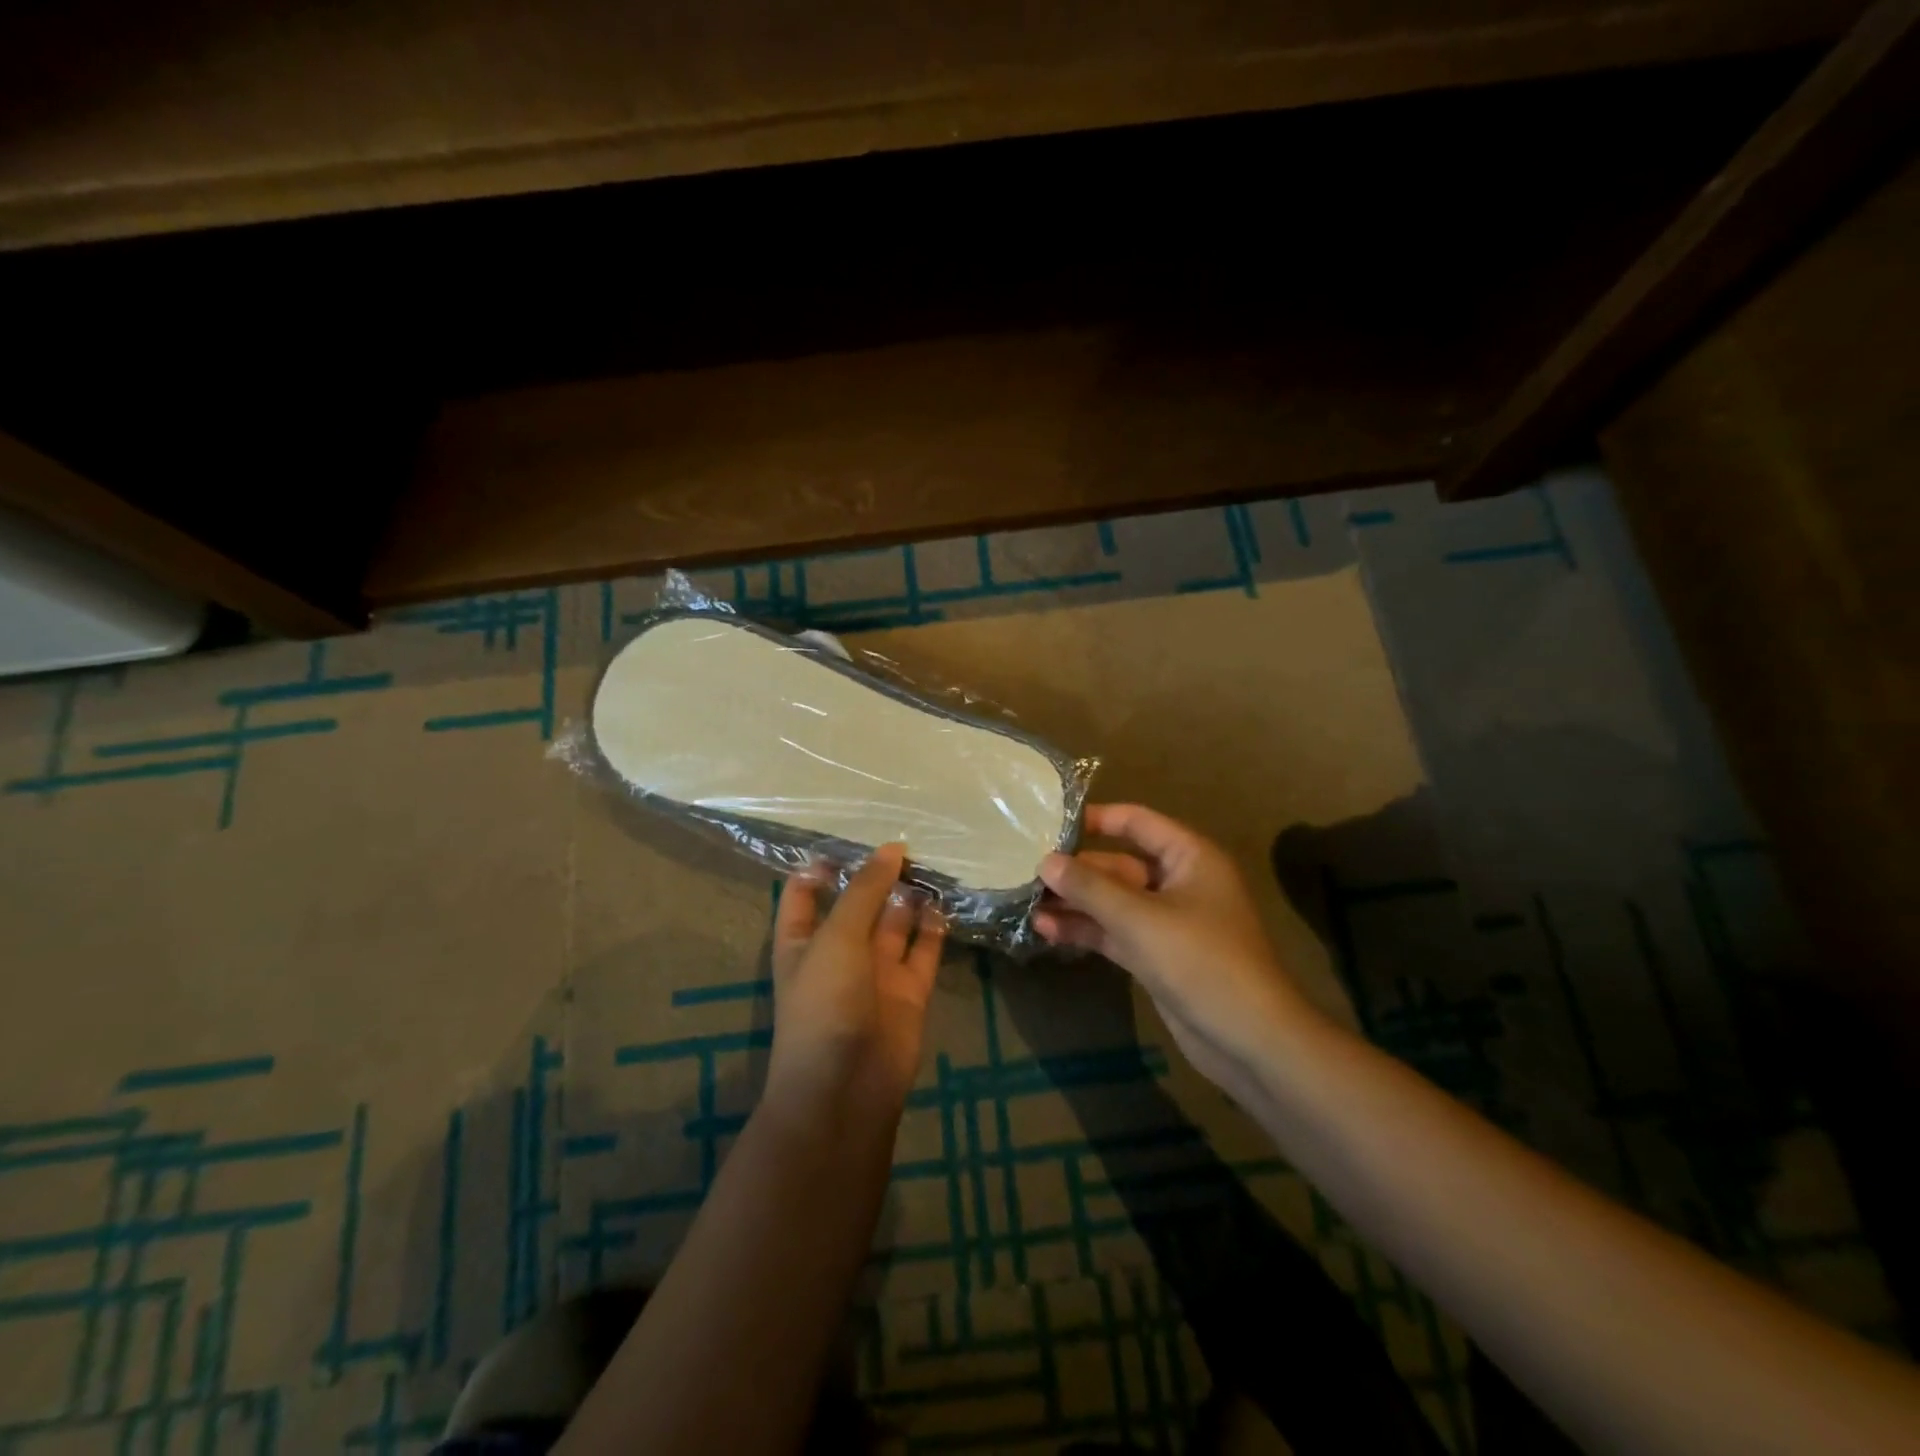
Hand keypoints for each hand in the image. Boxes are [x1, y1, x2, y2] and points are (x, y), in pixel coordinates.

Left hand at [767, 843, 946, 1111]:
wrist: (847, 1087)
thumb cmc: (825, 1003)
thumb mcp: (837, 938)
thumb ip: (864, 891)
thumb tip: (891, 848)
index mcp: (803, 940)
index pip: (804, 893)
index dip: (821, 867)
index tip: (850, 839)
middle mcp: (839, 951)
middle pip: (858, 903)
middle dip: (877, 875)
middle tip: (907, 841)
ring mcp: (875, 972)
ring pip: (894, 923)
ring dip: (908, 897)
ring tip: (930, 863)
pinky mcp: (908, 991)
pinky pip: (923, 951)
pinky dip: (934, 928)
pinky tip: (945, 902)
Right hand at [1036, 804, 1319, 1097]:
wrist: (1249, 1040)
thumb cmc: (1201, 962)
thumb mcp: (1140, 919)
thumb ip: (1090, 888)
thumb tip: (1045, 861)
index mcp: (1189, 857)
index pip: (1136, 822)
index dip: (1094, 819)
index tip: (1049, 824)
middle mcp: (1178, 882)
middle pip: (1118, 865)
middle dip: (1076, 870)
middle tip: (1025, 871)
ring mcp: (1167, 922)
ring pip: (1113, 902)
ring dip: (1075, 903)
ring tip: (1027, 903)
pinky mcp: (1157, 956)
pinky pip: (1116, 932)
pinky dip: (1087, 930)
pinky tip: (1047, 931)